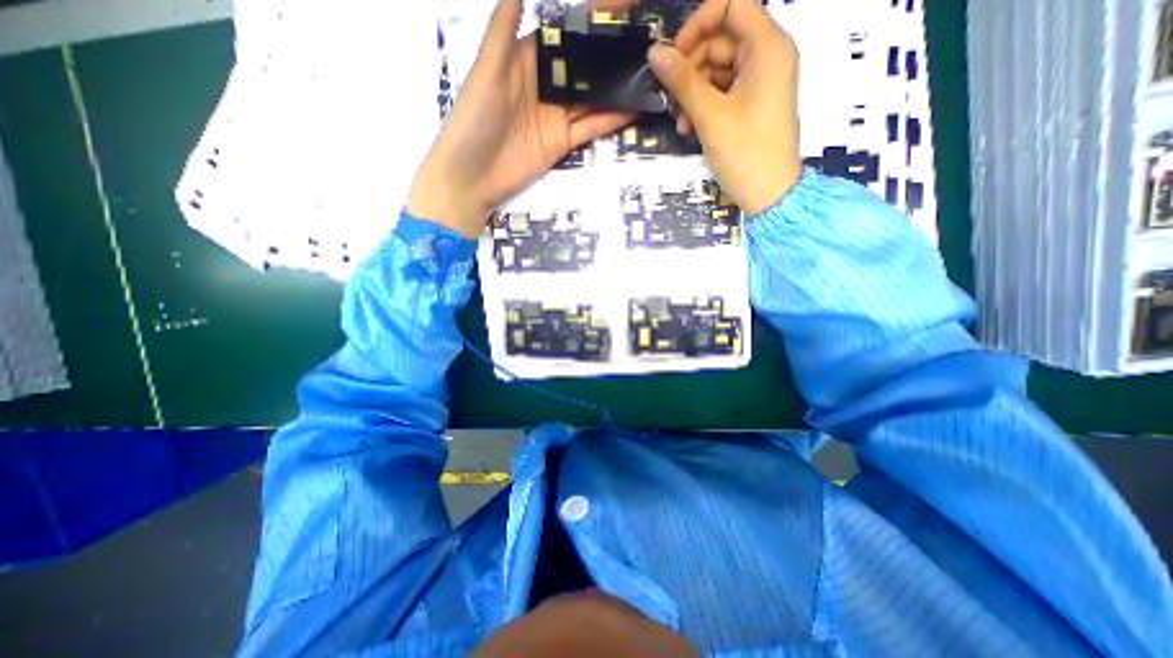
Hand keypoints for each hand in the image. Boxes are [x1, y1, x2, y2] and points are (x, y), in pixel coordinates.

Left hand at [408, 1, 638, 234]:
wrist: (471, 178)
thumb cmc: (474, 120)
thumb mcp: (486, 70)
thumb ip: (504, 29)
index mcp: (526, 58)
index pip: (565, 33)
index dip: (592, 18)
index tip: (625, 5)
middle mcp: (545, 84)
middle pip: (584, 67)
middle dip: (612, 56)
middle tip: (647, 44)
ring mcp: (556, 116)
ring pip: (592, 98)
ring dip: (618, 88)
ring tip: (649, 74)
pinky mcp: (562, 142)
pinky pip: (590, 127)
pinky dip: (612, 119)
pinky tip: (636, 108)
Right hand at [645, 0, 800, 211]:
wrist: (769, 194)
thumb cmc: (744, 152)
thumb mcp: (710, 116)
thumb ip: (682, 81)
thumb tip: (654, 53)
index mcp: (767, 46)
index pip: (731, 4)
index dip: (698, 23)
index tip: (674, 56)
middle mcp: (767, 55)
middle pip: (721, 39)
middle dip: (691, 68)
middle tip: (670, 98)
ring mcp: (761, 81)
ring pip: (718, 68)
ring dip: (693, 92)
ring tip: (680, 121)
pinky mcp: (753, 103)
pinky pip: (723, 90)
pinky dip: (704, 105)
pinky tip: (689, 127)